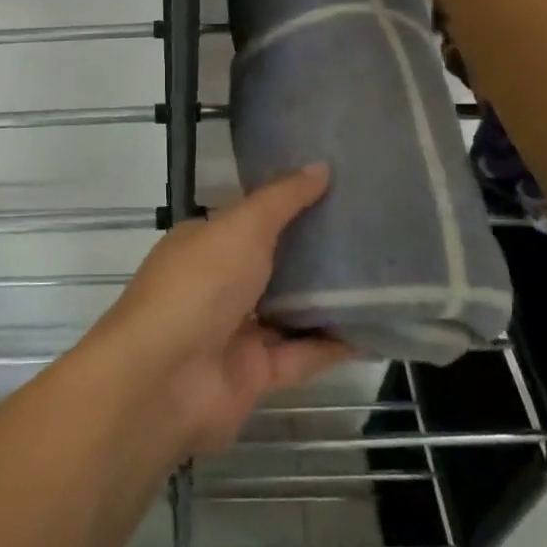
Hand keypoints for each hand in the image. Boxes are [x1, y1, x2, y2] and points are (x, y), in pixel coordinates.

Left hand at [82, 165, 351, 458]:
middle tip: (371, 232)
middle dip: (314, 252)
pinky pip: (301, 355)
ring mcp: (235, 331)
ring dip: (327, 299)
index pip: (249, 219)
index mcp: (204, 243)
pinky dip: (333, 345)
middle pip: (273, 264)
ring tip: (382, 277)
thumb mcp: (242, 227)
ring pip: (289, 311)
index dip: (288, 204)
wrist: (164, 380)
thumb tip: (321, 166)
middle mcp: (217, 284)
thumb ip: (283, 200)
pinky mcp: (255, 375)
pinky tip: (373, 329)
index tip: (336, 190)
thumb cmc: (198, 286)